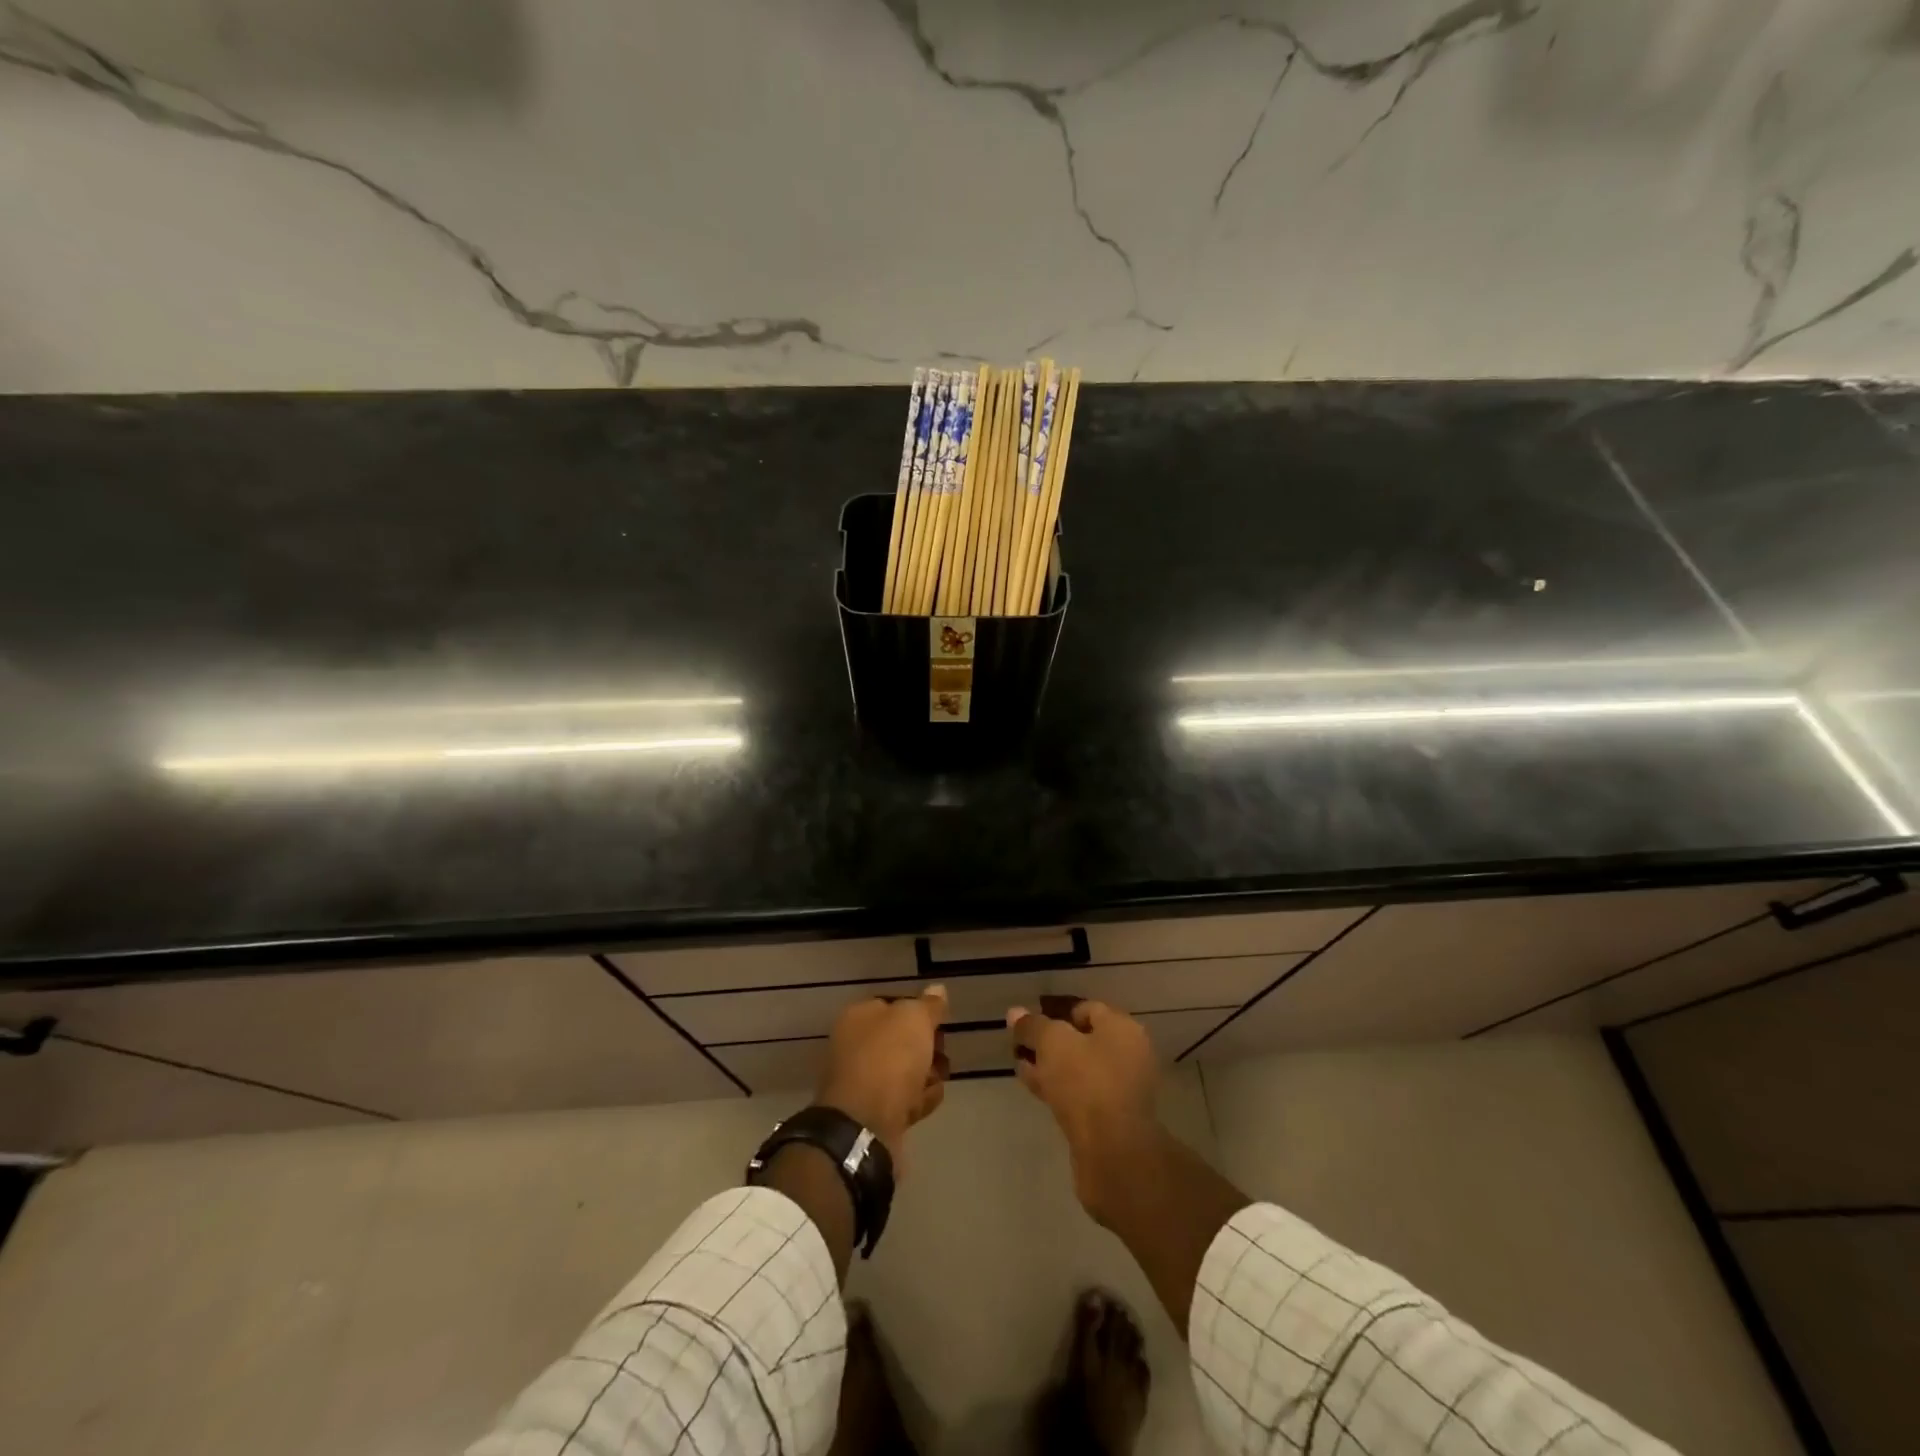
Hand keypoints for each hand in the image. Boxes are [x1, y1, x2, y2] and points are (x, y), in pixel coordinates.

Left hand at [816, 985, 950, 1160]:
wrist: (865, 1124)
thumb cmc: (889, 1058)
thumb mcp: (914, 1018)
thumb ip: (929, 1005)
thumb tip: (937, 989)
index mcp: (858, 1017)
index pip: (894, 1005)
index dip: (920, 1012)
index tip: (940, 1023)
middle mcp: (856, 1046)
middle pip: (901, 1041)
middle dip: (927, 1047)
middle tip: (941, 1054)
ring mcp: (863, 1081)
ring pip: (905, 1072)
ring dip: (926, 1075)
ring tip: (937, 1081)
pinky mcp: (873, 1113)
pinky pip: (903, 1100)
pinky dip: (918, 1100)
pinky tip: (928, 1103)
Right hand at [1007, 1000, 1160, 1223]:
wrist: (1113, 1152)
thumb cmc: (1086, 1082)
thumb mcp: (1052, 1043)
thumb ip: (1032, 1026)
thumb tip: (1015, 1012)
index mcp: (1123, 1029)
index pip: (1086, 1009)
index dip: (1055, 1012)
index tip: (1028, 1022)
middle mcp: (1128, 1055)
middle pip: (1082, 1039)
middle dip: (1049, 1041)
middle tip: (1020, 1045)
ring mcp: (1121, 1089)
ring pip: (1078, 1069)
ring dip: (1050, 1066)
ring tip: (1020, 1064)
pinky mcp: (1110, 1119)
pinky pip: (1080, 1093)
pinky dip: (1057, 1087)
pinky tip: (1032, 1086)